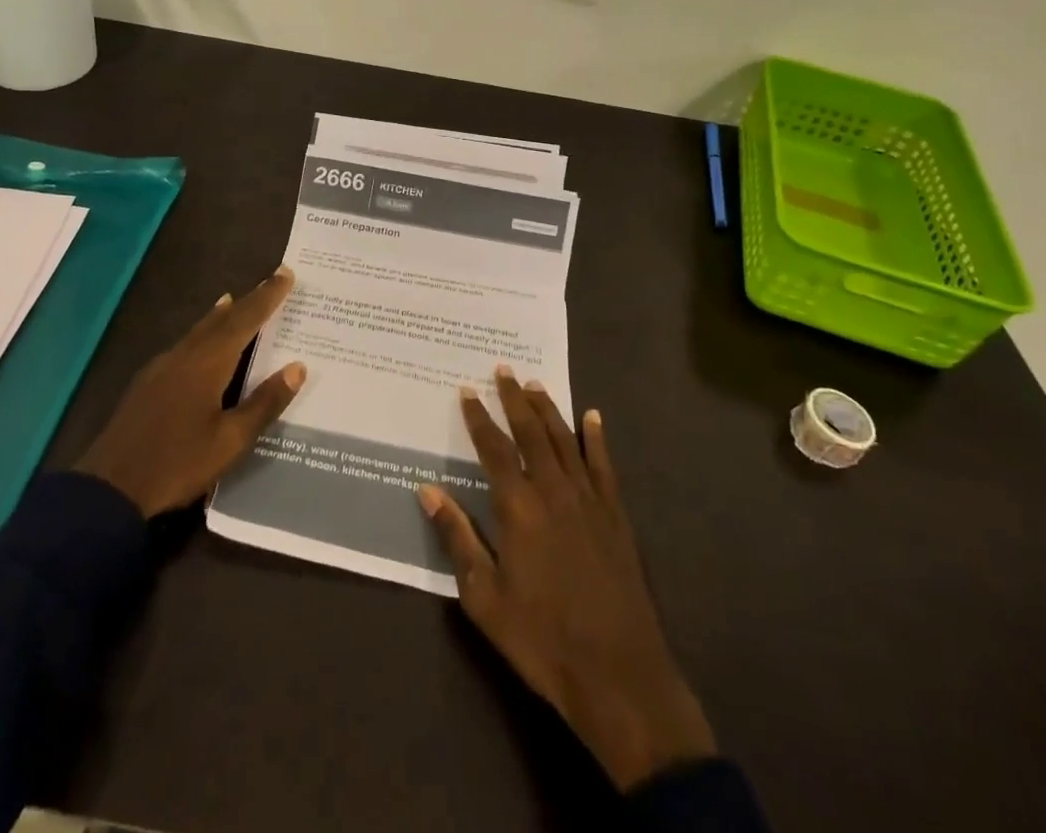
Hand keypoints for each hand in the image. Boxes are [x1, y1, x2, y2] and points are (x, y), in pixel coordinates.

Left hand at [76, 268, 304, 517]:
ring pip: (198, 330)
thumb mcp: (230, 441)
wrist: (108, 488)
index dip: (267, 296)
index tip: (286, 273)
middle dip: (248, 300)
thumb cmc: (177, 464)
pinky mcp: (146, 383)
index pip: (245, 320)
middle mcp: (184, 355)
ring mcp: (161, 368)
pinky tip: (200, 343)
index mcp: (208, 363)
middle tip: (270, 281)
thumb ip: (264, 403)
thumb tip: (297, 367)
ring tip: (233, 300)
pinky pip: (183, 345)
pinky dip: (201, 333)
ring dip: (221, 315)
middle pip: (221, 319)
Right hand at [419, 367, 715, 789]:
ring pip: (565, 440)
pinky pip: (604, 465)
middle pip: (531, 433)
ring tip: (534, 385)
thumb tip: (428, 490)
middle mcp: (553, 491)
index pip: (494, 449)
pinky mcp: (616, 516)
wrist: (617, 674)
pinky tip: (592, 417)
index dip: (479, 418)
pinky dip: (596, 438)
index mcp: (518, 508)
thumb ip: (458, 538)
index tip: (467, 391)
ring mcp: (589, 500)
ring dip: (548, 410)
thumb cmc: (541, 638)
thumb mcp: (484, 598)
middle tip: (502, 370)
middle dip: (514, 400)